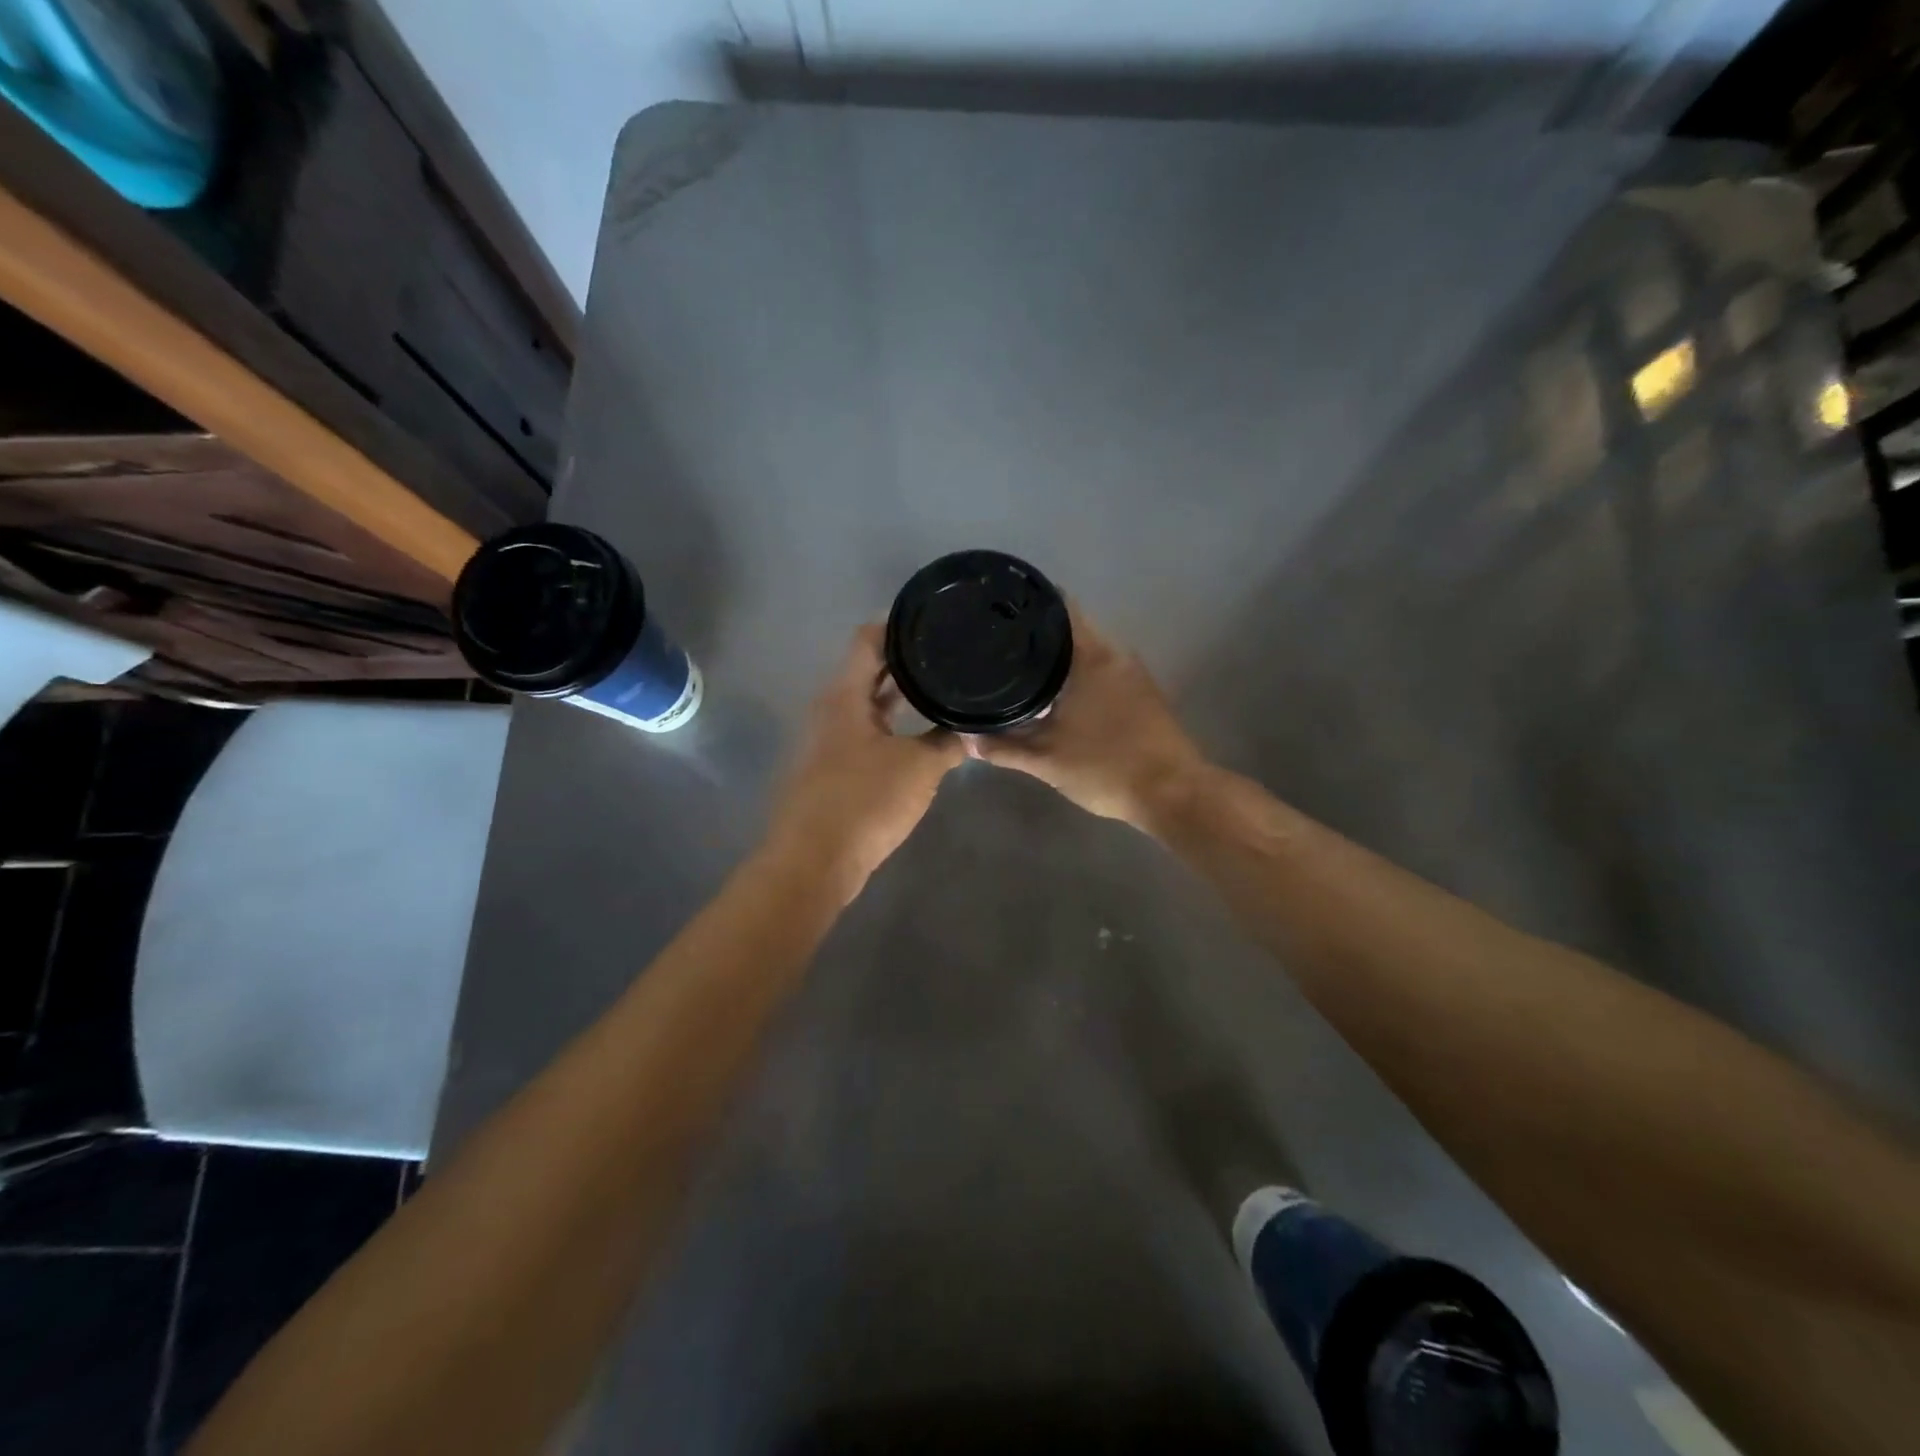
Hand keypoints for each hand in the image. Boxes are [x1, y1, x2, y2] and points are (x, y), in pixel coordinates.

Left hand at [768, 625, 966, 898]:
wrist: (815, 861)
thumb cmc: (865, 801)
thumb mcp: (919, 768)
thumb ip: (949, 743)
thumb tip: (973, 728)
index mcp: (844, 696)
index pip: (867, 640)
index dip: (897, 625)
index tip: (932, 620)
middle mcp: (831, 710)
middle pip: (866, 671)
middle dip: (903, 661)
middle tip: (944, 652)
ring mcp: (828, 741)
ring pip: (866, 705)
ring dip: (896, 696)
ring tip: (938, 687)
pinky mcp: (832, 770)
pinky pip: (865, 733)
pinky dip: (889, 726)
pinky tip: (918, 735)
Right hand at [966, 609, 1206, 833]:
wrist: (1172, 794)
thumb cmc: (1106, 768)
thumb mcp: (1046, 761)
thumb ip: (1004, 748)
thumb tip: (966, 739)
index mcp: (1092, 657)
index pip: (1061, 609)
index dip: (1031, 605)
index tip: (1002, 609)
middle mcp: (1116, 655)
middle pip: (1073, 629)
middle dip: (1039, 635)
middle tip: (1001, 644)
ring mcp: (1134, 674)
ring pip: (1090, 652)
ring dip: (1061, 657)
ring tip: (1023, 667)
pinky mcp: (1144, 694)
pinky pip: (1104, 670)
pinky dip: (1080, 674)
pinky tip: (1058, 694)